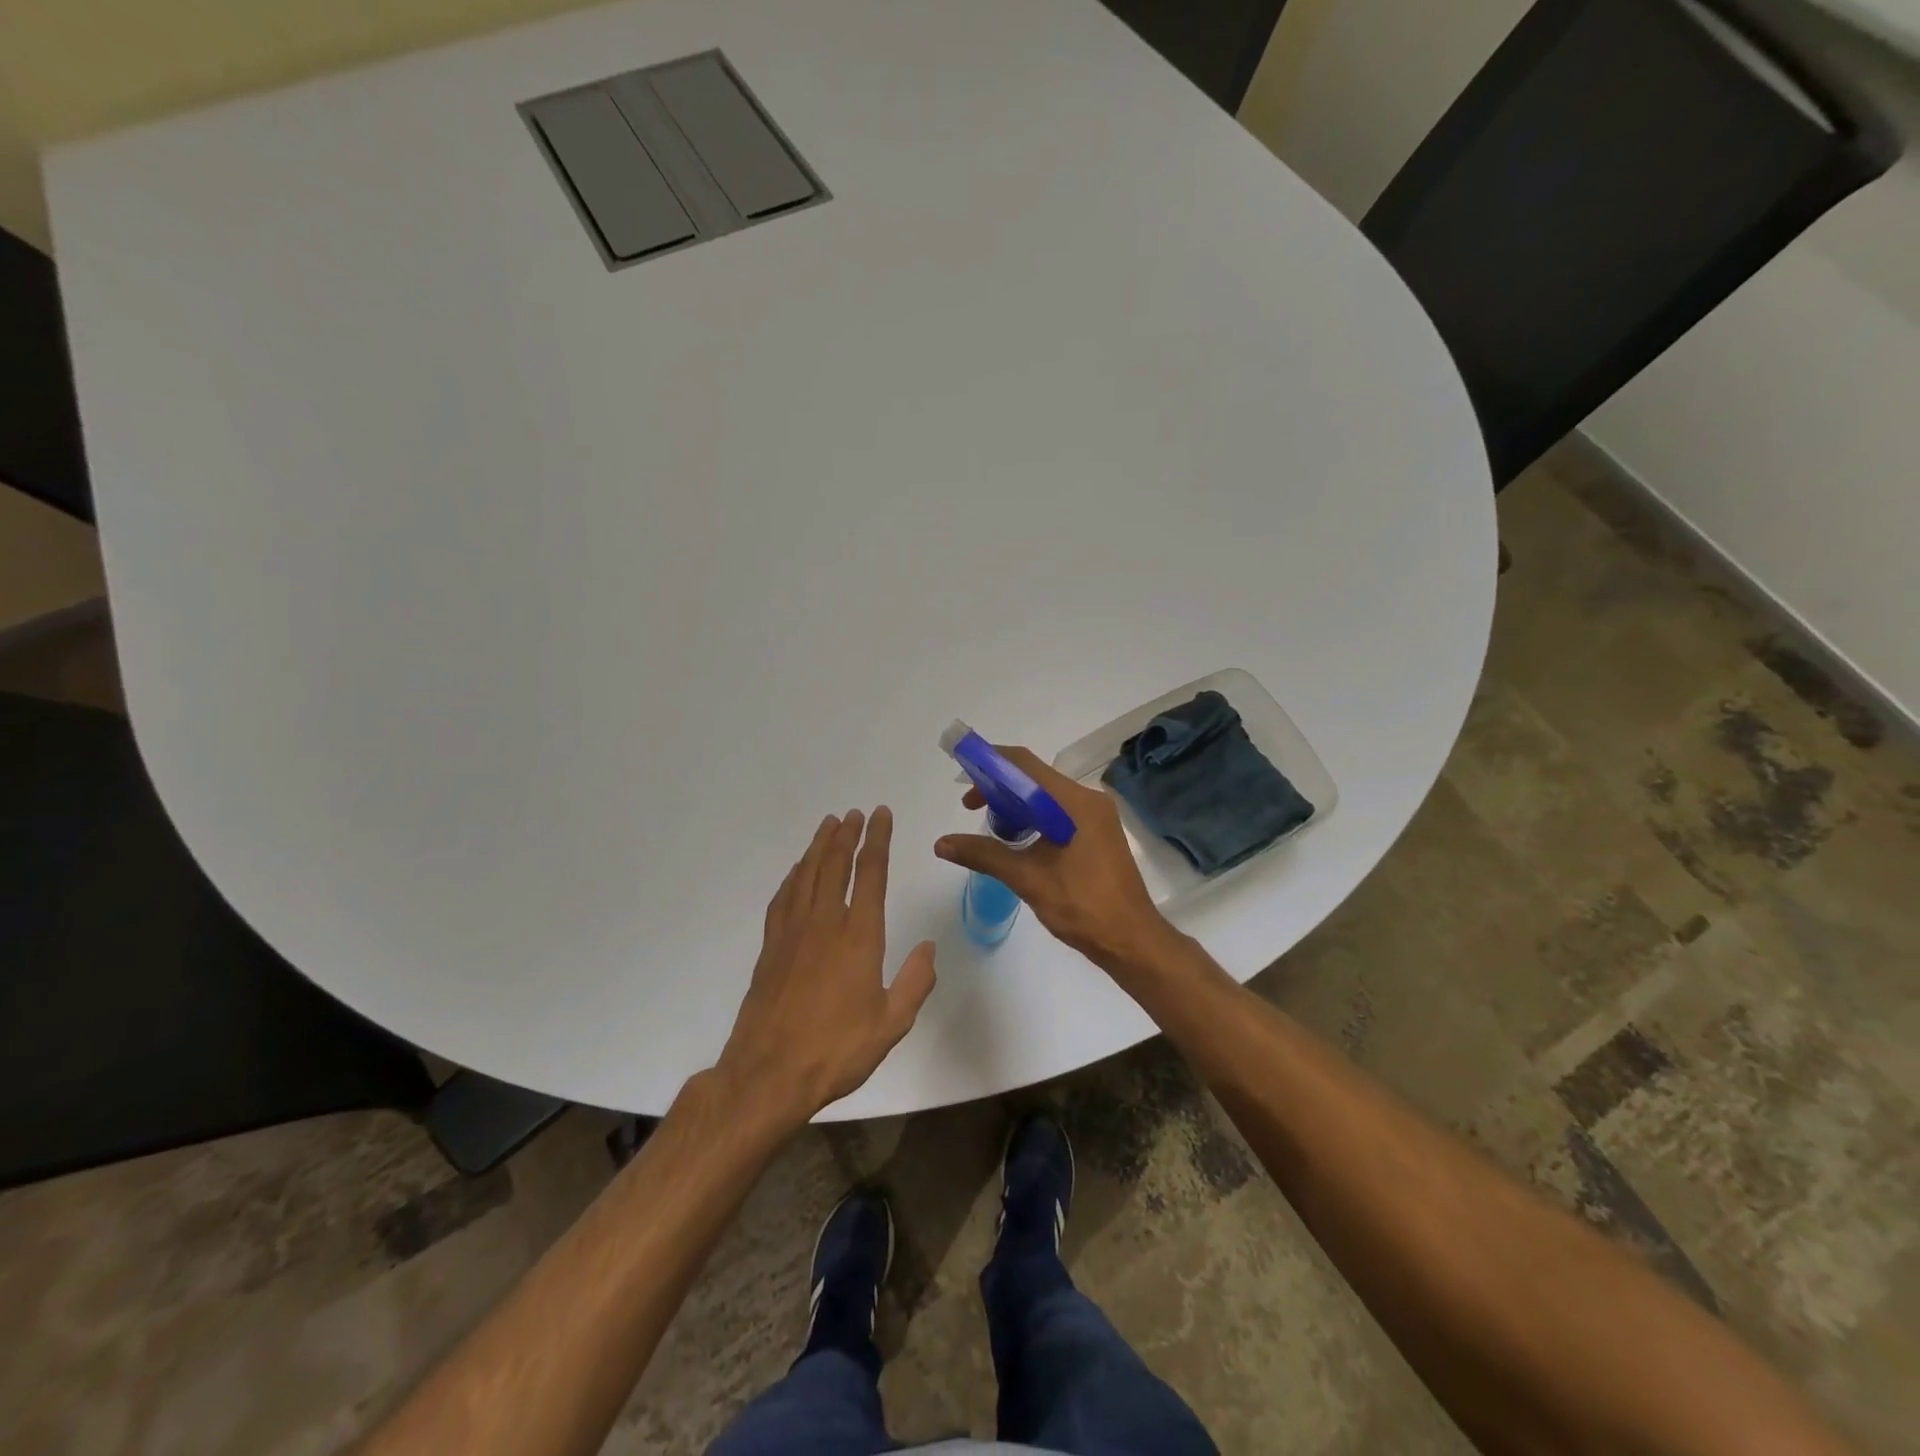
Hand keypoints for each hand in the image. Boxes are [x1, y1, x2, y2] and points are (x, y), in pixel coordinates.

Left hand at [715, 808, 936, 1128]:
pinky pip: (784, 897)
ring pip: (806, 874)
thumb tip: (930, 947)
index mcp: (859, 936)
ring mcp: (793, 932)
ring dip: (819, 846)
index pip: (871, 874)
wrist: (768, 1074)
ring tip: (829, 825)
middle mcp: (825, 923)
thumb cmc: (836, 1050)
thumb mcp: (891, 1023)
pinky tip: (798, 871)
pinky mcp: (771, 947)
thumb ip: (915, 982)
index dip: (877, 840)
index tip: (881, 815)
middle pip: (835, 864)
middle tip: (854, 813)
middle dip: (847, 834)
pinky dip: (794, 876)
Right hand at [933, 747, 1174, 974]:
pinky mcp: (1096, 835)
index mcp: (1075, 802)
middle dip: (999, 789)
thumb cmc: (1083, 906)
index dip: (990, 763)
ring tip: (990, 829)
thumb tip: (941, 843)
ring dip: (1015, 807)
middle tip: (971, 809)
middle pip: (1034, 779)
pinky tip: (1016, 842)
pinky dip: (1032, 820)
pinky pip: (1057, 814)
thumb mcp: (1028, 878)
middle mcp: (1088, 800)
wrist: (1132, 941)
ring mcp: (1095, 818)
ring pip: (1045, 798)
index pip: (1025, 765)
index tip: (963, 777)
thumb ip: (984, 854)